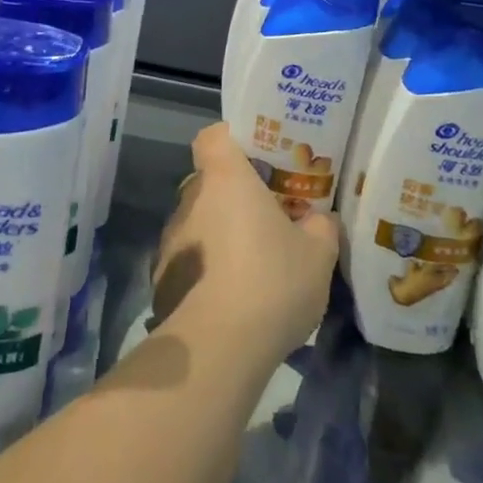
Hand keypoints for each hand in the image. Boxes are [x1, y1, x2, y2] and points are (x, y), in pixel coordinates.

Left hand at [152, 124, 338, 363]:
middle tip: (266, 218)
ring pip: (198, 221)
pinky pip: (189, 259)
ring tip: (251, 266)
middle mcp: (191, 199)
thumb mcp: (318, 254)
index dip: (231, 139)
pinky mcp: (162, 277)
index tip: (256, 157)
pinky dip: (206, 270)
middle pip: (209, 181)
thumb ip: (320, 227)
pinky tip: (230, 299)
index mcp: (225, 178)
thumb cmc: (271, 281)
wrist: (218, 346)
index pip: (213, 136)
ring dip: (219, 234)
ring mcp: (171, 238)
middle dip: (234, 196)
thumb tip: (318, 220)